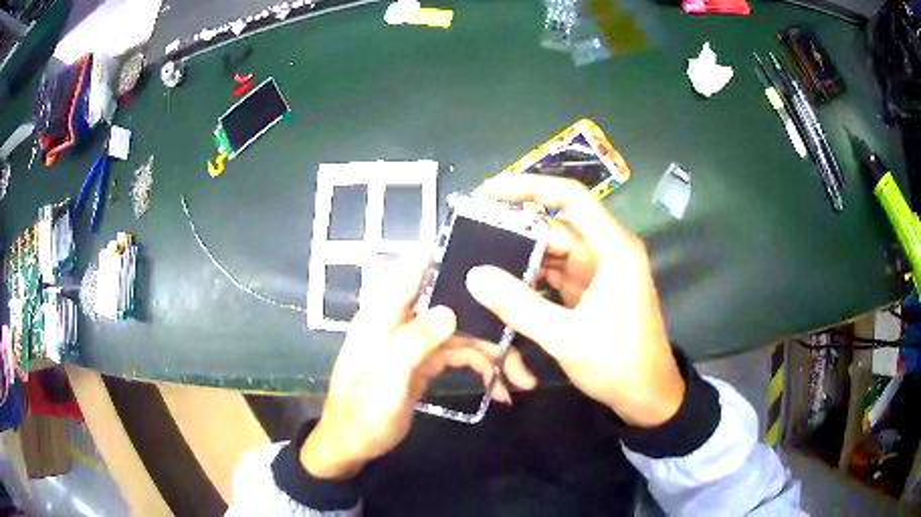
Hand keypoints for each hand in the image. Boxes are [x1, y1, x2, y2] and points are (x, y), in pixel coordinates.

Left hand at [301, 256, 536, 479]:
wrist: (352, 445)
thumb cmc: (361, 415)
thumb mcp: (384, 383)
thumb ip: (411, 344)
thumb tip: (449, 310)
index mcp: (383, 315)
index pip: (414, 269)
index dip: (448, 255)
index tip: (490, 256)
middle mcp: (402, 320)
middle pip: (452, 302)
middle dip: (489, 317)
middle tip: (524, 333)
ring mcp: (415, 340)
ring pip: (463, 332)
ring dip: (494, 352)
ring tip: (521, 379)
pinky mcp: (425, 360)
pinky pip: (461, 354)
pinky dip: (483, 368)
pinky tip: (500, 389)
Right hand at [466, 174, 684, 427]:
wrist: (647, 396)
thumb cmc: (619, 364)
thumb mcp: (566, 337)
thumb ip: (519, 306)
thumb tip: (475, 275)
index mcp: (614, 249)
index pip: (571, 198)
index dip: (530, 187)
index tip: (489, 191)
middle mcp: (608, 252)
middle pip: (558, 226)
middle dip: (517, 229)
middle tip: (472, 235)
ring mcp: (600, 272)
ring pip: (555, 251)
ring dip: (522, 256)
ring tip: (480, 259)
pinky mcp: (592, 291)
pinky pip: (557, 273)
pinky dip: (533, 277)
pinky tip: (505, 284)